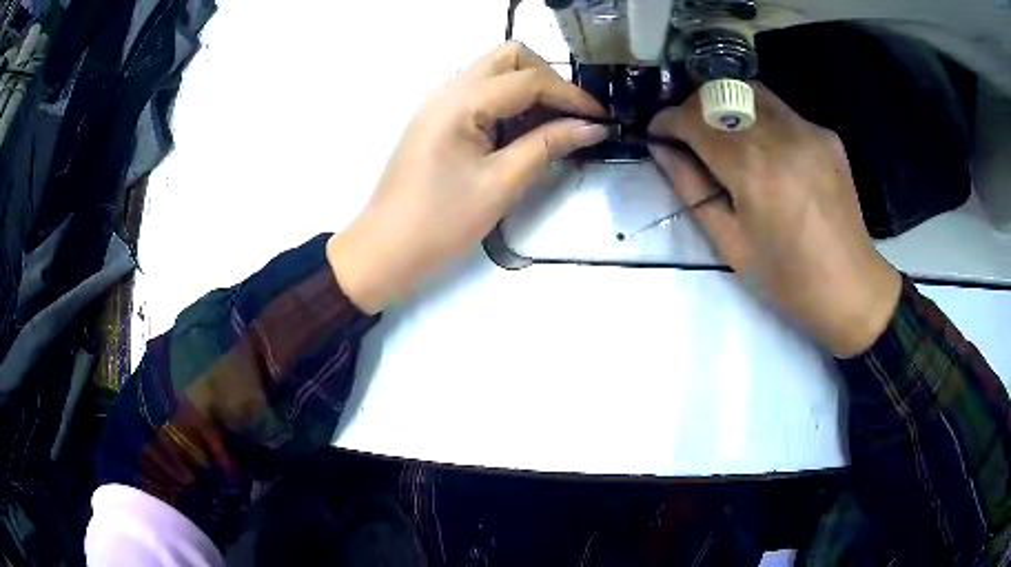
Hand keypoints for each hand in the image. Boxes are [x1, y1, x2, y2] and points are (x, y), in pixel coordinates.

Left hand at [327, 42, 607, 313]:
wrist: (385, 249)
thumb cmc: (441, 222)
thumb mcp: (501, 183)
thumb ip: (547, 146)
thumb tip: (591, 127)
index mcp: (460, 102)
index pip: (528, 79)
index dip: (570, 95)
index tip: (600, 118)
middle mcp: (447, 89)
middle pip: (509, 58)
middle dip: (548, 79)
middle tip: (571, 115)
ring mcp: (438, 102)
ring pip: (494, 71)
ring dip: (528, 88)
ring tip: (553, 124)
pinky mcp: (436, 118)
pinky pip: (480, 92)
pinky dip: (508, 101)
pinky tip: (523, 129)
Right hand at [649, 85, 900, 356]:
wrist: (851, 287)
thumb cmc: (788, 279)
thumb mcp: (731, 244)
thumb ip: (692, 189)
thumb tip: (662, 149)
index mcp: (754, 169)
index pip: (696, 120)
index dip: (668, 120)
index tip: (658, 132)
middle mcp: (782, 135)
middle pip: (722, 94)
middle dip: (694, 107)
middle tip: (686, 133)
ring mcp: (809, 130)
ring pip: (752, 93)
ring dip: (726, 106)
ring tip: (722, 135)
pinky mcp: (826, 134)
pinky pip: (781, 111)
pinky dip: (759, 119)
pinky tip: (765, 151)